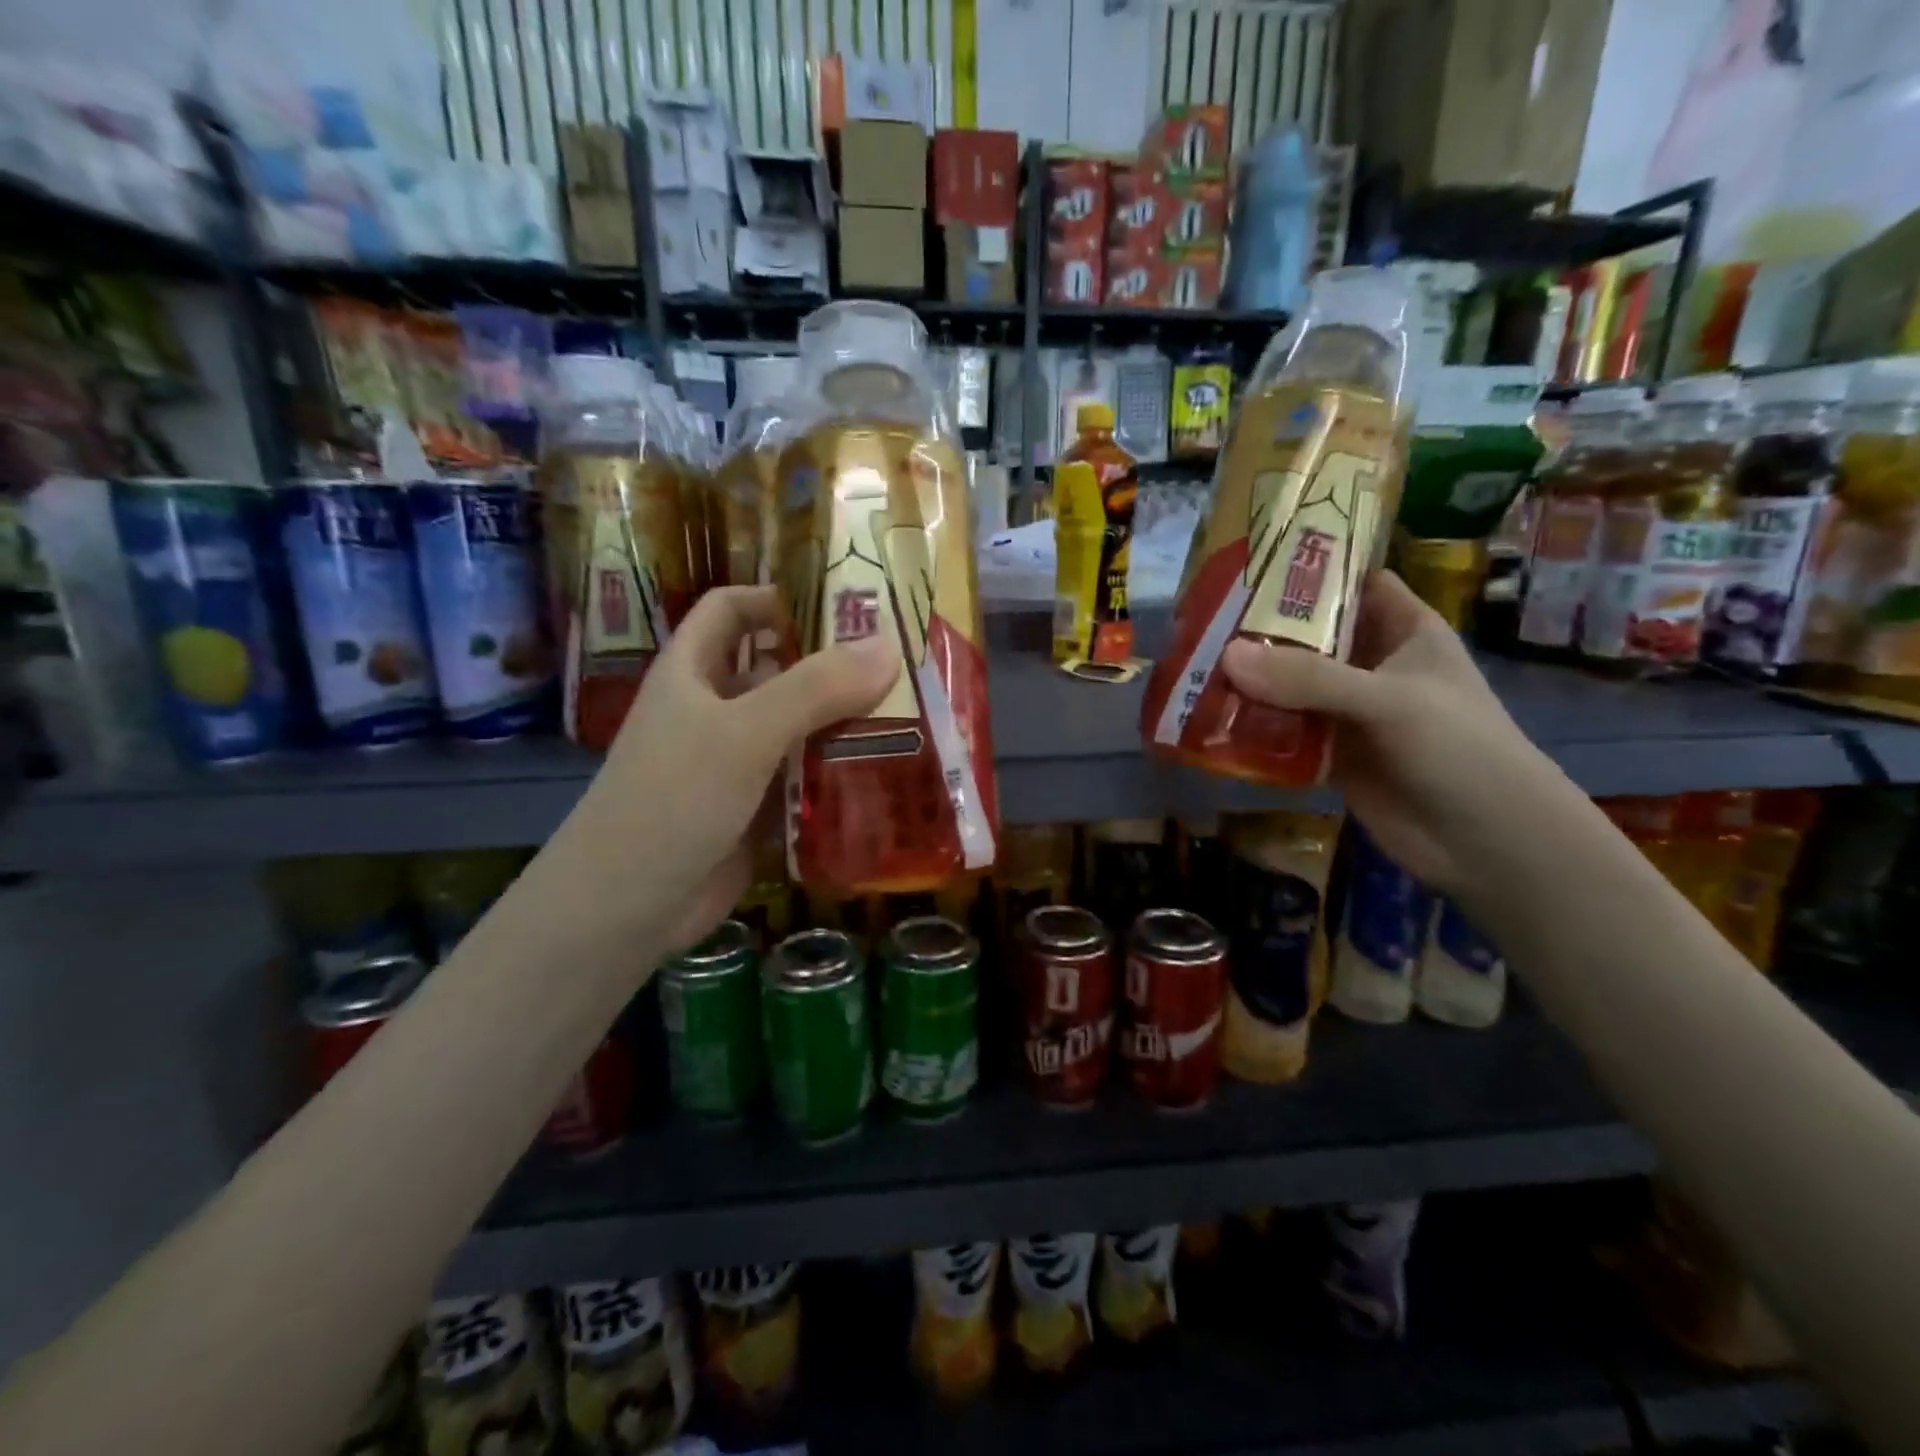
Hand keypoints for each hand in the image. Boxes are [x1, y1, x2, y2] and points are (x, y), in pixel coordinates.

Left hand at [564, 586, 900, 953]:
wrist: (626, 908)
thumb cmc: (672, 801)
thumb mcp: (743, 734)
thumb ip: (814, 689)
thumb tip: (887, 646)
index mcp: (693, 671)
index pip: (731, 609)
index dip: (776, 597)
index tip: (841, 604)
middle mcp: (714, 709)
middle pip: (777, 668)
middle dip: (831, 664)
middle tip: (900, 662)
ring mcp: (735, 761)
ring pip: (797, 725)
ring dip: (843, 720)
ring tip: (910, 713)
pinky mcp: (755, 807)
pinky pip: (803, 775)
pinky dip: (837, 769)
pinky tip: (886, 770)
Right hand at [1221, 570, 1554, 898]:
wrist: (1485, 842)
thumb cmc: (1458, 749)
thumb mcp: (1388, 700)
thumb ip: (1310, 678)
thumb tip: (1227, 656)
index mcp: (1403, 630)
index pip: (1352, 583)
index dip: (1307, 569)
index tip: (1247, 563)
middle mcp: (1372, 665)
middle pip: (1308, 635)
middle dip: (1258, 629)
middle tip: (1200, 619)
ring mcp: (1348, 712)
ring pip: (1289, 686)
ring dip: (1248, 682)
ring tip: (1192, 667)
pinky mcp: (1330, 754)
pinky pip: (1283, 732)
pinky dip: (1251, 728)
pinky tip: (1209, 721)